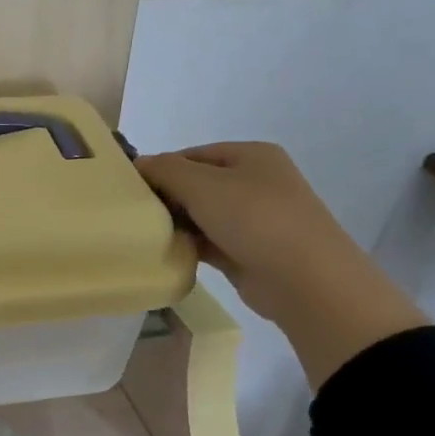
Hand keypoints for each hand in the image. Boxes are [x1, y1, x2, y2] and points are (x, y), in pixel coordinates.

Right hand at [137, 142, 427, 386]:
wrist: (305, 280)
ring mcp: (253, 220)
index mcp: (250, 156)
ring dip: (176, 224)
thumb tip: (137, 164)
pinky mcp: (247, 252)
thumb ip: (165, 170)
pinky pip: (208, 242)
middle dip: (166, 197)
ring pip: (201, 215)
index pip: (192, 155)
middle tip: (133, 214)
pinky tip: (164, 253)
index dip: (160, 168)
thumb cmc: (255, 219)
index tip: (129, 188)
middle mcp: (254, 183)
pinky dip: (188, 246)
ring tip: (143, 234)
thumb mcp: (203, 185)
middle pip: (196, 185)